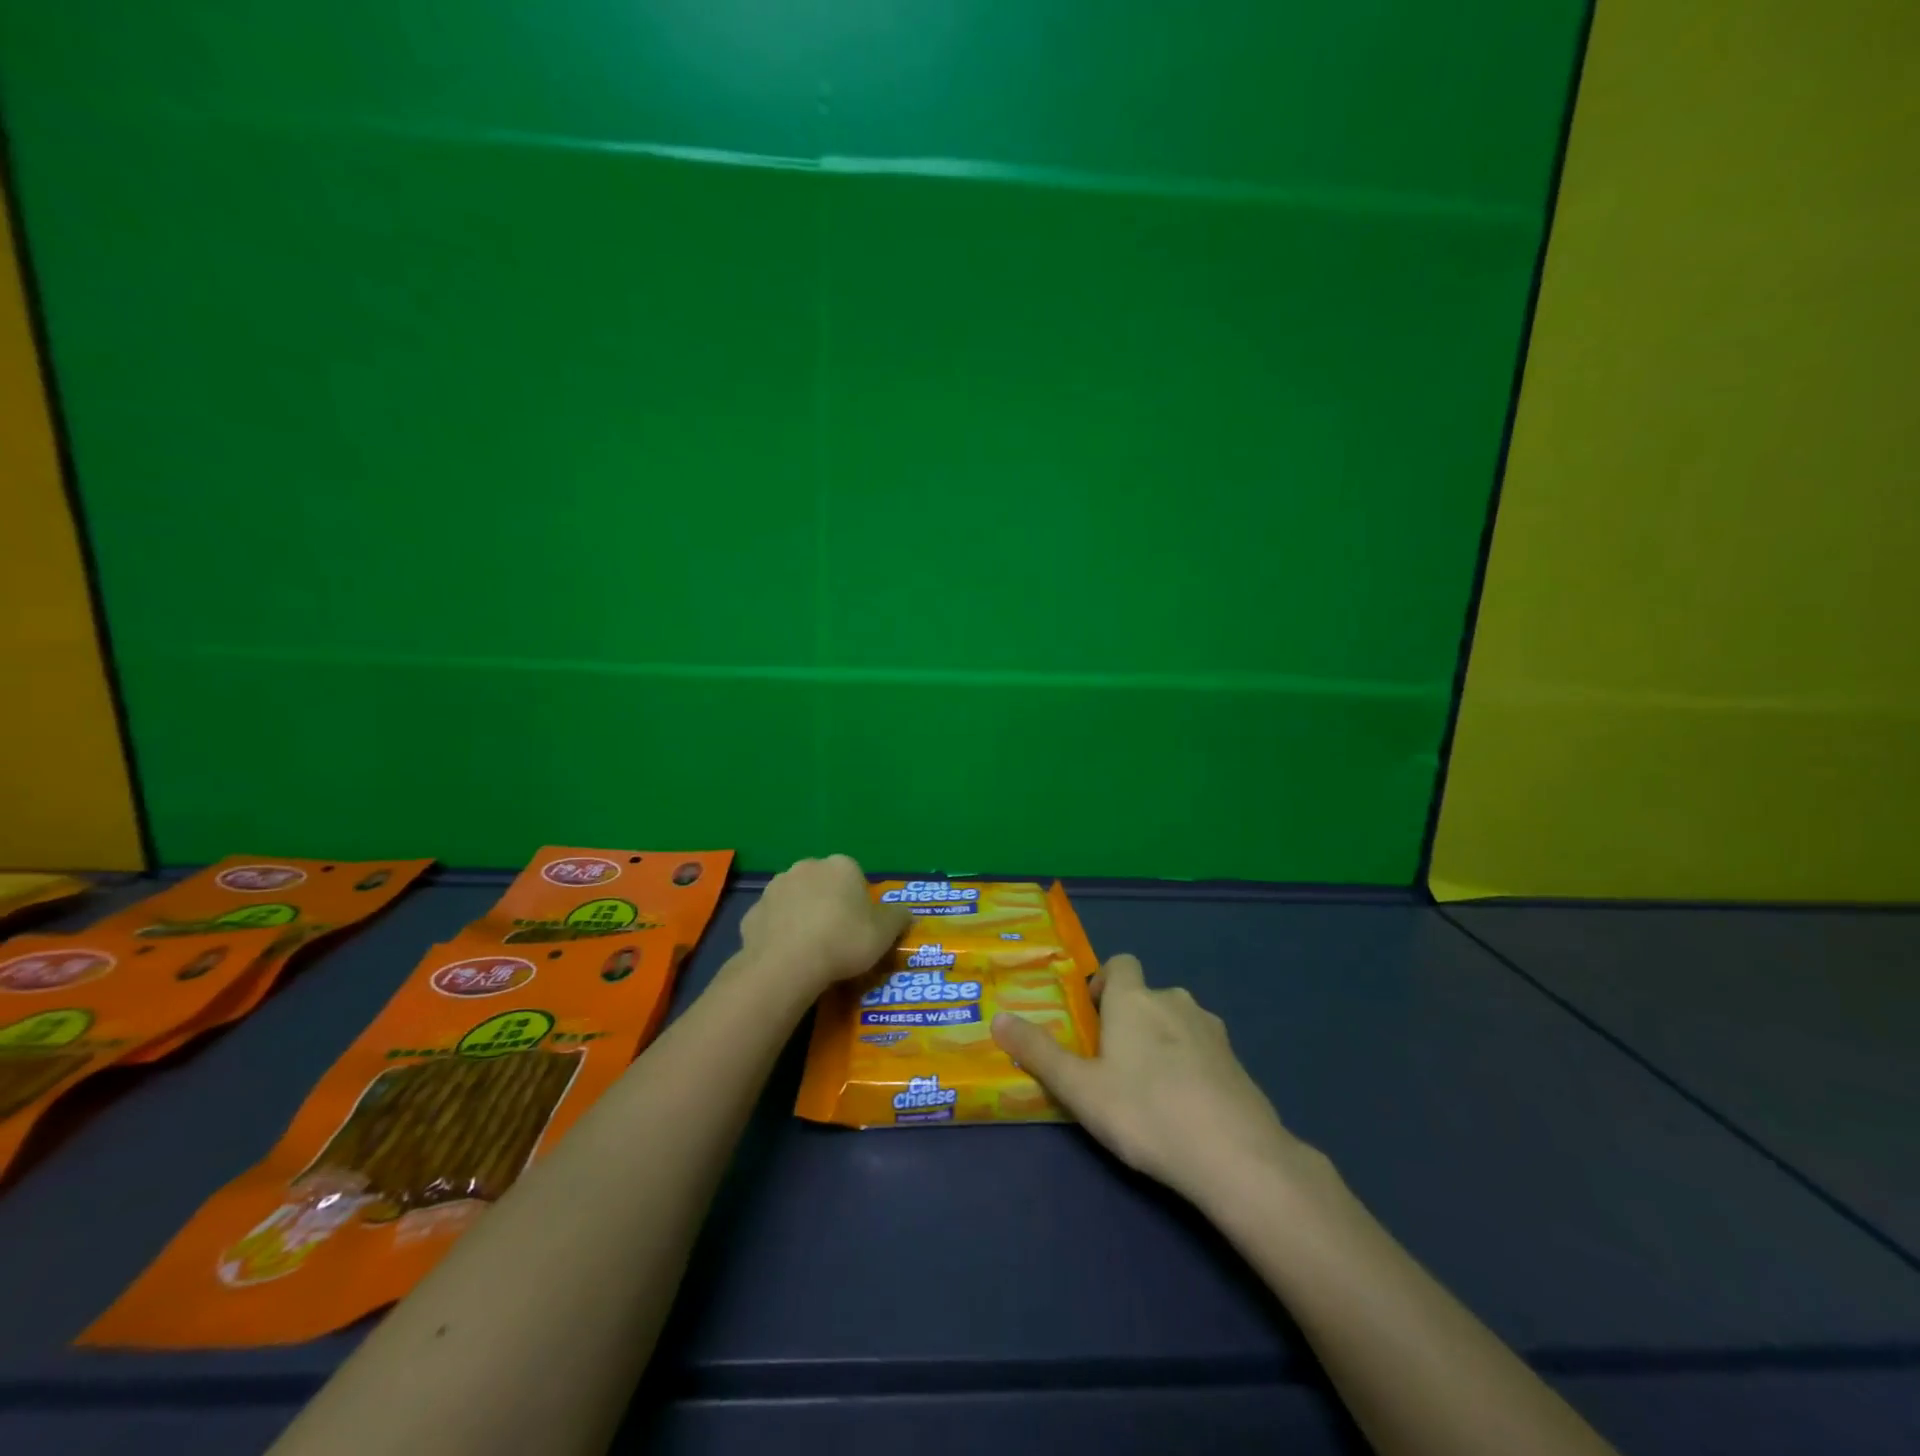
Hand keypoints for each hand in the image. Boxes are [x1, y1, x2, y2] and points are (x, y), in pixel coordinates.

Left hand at [738, 855, 910, 999]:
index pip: (856, 878)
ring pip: (795, 899)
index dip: (859, 903)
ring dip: (802, 915)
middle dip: (829, 903)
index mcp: (841, 865)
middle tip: (837, 937)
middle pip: (824, 884)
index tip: (861, 927)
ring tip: (811, 949)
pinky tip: (787, 956)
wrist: (788, 964)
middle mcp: (807, 867)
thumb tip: (904, 912)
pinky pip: (773, 920)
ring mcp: (775, 888)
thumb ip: (898, 917)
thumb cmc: (844, 941)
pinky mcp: (752, 912)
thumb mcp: (885, 932)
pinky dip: (780, 933)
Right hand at [992, 954, 1314, 1208]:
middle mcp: (1174, 1001)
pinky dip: (1190, 1065)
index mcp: (1134, 998)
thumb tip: (998, 1018)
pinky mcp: (1237, 1061)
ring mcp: (1212, 1029)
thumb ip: (1038, 1052)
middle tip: (1111, 1065)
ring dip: (1160, 1041)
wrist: (1235, 1155)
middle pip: (1145, 995)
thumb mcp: (1079, 1088)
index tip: (1092, 1019)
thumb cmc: (1145, 1112)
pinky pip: (1202, 1049)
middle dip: (1128, 1019)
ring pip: (1175, 1021)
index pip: (1120, 963)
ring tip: (1148, 1089)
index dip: (1104, 983)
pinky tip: (1185, 1107)